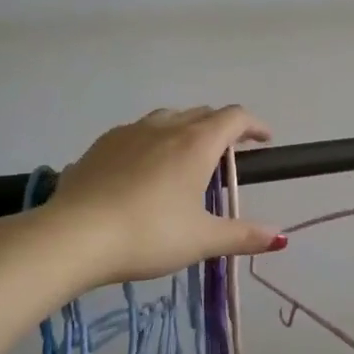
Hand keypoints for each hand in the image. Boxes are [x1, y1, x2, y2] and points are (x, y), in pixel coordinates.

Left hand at [48, 106, 284, 285]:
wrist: (73, 236)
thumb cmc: (148, 235)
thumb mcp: (202, 240)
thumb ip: (243, 236)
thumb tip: (280, 237)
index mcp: (196, 143)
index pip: (234, 118)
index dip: (254, 125)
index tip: (265, 141)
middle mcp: (165, 127)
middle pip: (202, 113)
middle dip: (222, 128)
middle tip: (231, 154)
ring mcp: (128, 133)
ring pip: (167, 119)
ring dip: (186, 129)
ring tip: (187, 157)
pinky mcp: (100, 146)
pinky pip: (137, 133)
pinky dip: (153, 141)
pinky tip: (144, 169)